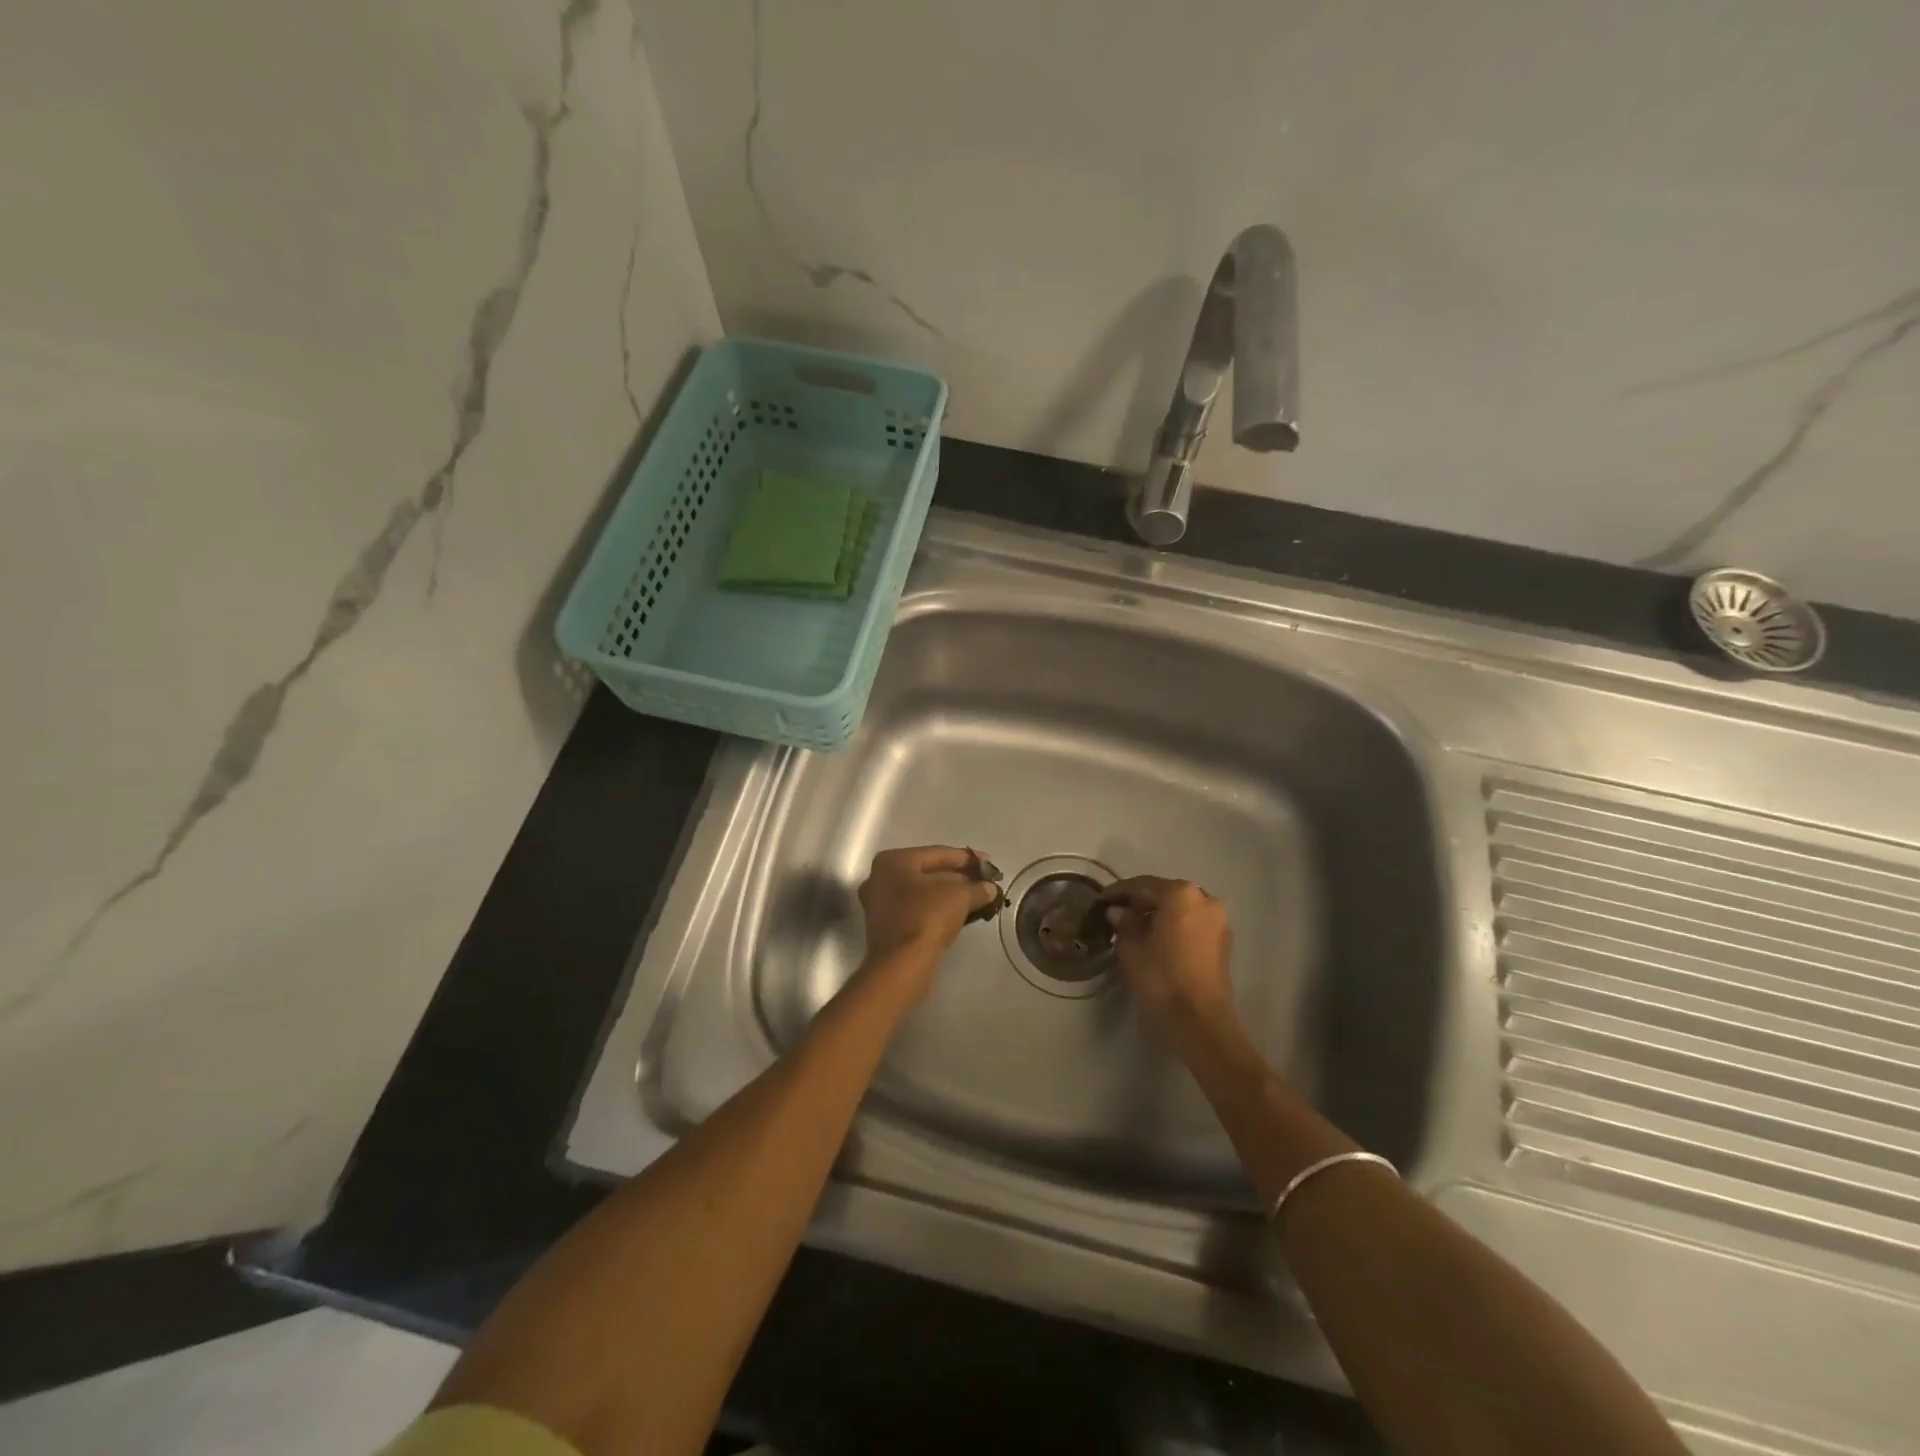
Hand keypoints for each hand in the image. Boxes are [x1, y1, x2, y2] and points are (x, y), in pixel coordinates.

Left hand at [856, 846, 1000, 999]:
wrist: (902, 966)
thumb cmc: (927, 918)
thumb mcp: (959, 896)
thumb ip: (977, 888)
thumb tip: (990, 889)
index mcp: (893, 861)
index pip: (937, 854)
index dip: (967, 858)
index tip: (988, 862)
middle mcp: (880, 878)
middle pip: (928, 872)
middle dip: (959, 877)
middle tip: (984, 881)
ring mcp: (880, 904)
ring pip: (923, 893)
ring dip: (951, 894)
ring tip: (978, 897)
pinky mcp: (886, 927)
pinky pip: (918, 910)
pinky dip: (938, 909)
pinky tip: (961, 913)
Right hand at [1105, 876, 1236, 1043]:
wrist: (1200, 1022)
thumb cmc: (1161, 978)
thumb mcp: (1130, 948)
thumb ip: (1123, 922)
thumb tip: (1118, 911)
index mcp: (1181, 894)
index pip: (1143, 885)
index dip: (1118, 892)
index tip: (1101, 900)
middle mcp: (1205, 900)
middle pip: (1165, 894)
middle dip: (1141, 903)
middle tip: (1117, 915)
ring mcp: (1218, 921)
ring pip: (1181, 910)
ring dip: (1158, 916)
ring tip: (1135, 930)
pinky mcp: (1223, 943)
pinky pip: (1192, 925)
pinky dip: (1174, 928)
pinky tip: (1156, 941)